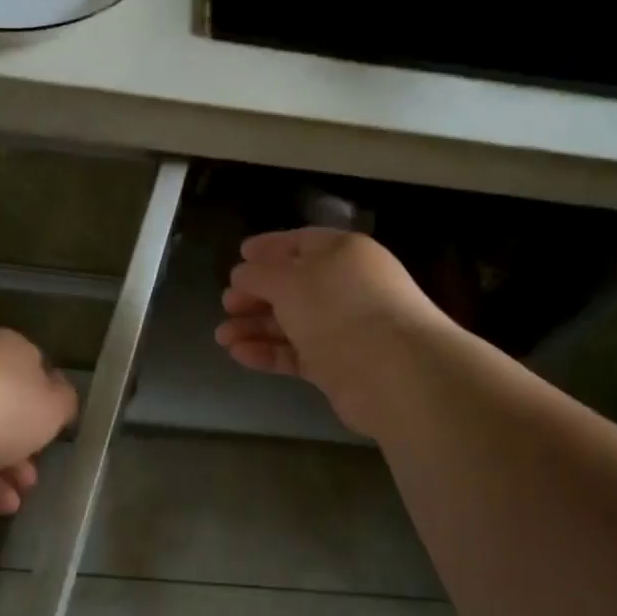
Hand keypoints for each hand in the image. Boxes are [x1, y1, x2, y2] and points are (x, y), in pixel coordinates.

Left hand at [0, 328, 78, 513]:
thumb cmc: (4, 407)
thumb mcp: (53, 407)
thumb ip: (64, 402)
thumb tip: (59, 396)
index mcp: (9, 347)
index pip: (35, 370)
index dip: (48, 405)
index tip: (54, 435)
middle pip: (7, 405)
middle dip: (23, 444)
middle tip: (33, 476)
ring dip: (2, 468)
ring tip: (16, 501)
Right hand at [215, 228, 451, 435]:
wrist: (394, 372)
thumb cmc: (339, 308)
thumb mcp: (289, 280)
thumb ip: (259, 274)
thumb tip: (241, 275)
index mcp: (343, 253)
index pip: (301, 243)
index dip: (269, 248)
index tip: (239, 255)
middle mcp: (346, 287)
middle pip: (293, 286)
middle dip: (256, 293)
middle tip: (227, 303)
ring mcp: (344, 328)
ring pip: (292, 322)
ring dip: (255, 326)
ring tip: (222, 336)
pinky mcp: (339, 366)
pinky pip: (297, 353)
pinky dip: (269, 351)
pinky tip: (239, 353)